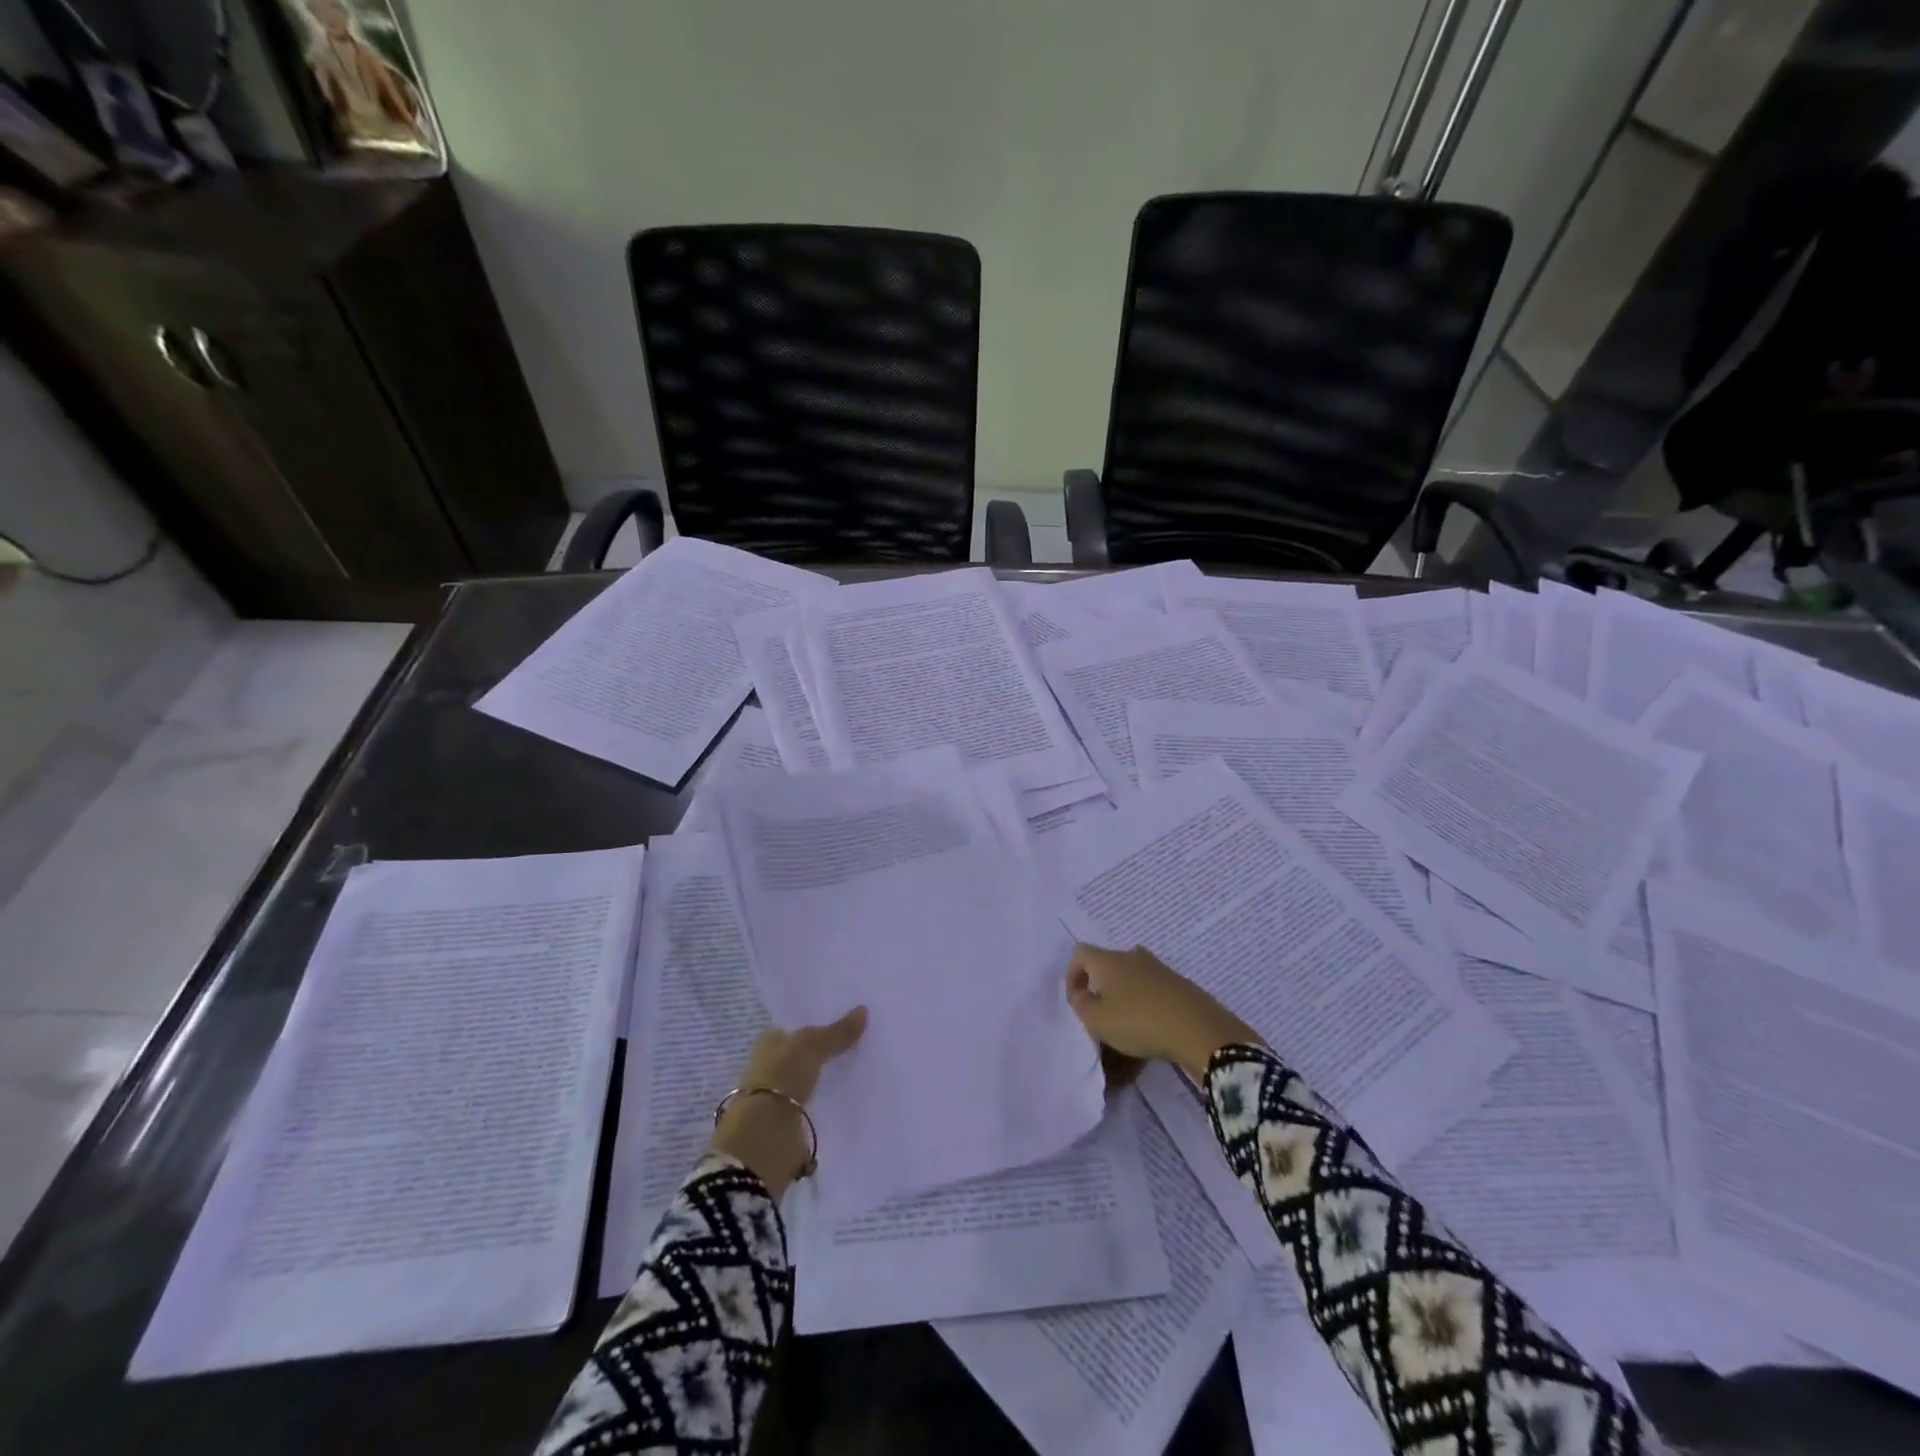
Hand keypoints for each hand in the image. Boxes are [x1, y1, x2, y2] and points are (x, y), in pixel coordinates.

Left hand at [710, 1006, 866, 1196]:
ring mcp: (781, 1095)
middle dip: (828, 1050)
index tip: (848, 1018)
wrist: (765, 1135)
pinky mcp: (792, 1122)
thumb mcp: (812, 1045)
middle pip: (806, 1053)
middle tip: (863, 1041)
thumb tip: (863, 1010)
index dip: (819, 1021)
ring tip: (864, 1068)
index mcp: (769, 1041)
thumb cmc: (781, 1076)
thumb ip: (837, 1031)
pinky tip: (853, 1096)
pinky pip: (817, 1104)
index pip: (797, 1026)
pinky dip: (830, 1102)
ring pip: (812, 1079)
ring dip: (830, 1078)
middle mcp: (772, 1066)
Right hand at [1066, 944, 1260, 1080]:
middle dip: (1099, 985)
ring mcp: (1158, 967)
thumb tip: (1081, 994)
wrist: (1197, 1029)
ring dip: (1123, 992)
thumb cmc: (1138, 1022)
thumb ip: (1081, 1005)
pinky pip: (1151, 986)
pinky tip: (1150, 1023)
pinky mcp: (1178, 982)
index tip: (1076, 1000)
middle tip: (1100, 1012)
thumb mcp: (1098, 1021)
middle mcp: (1131, 955)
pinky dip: (1144, 1000)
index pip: (1079, 953)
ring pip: (1130, 974)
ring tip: (1125, 1020)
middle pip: (1106, 962)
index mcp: (1107, 960)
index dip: (1072, 974)